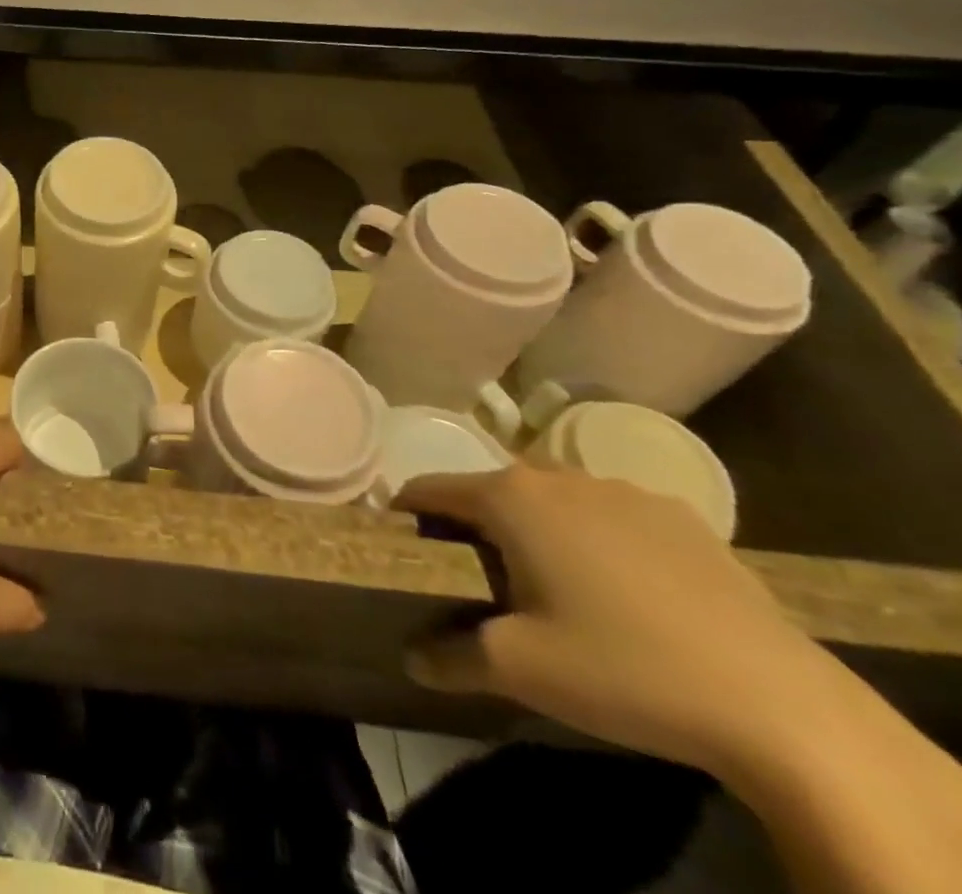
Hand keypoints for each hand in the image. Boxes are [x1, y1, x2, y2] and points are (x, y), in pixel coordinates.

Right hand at [396, 464, 839, 776]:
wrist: (782, 709)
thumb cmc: (623, 670)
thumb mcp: (518, 670)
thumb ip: (449, 655)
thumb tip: (411, 658)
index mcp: (509, 497)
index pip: (427, 489)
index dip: (405, 519)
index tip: (403, 553)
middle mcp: (558, 476)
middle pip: (489, 491)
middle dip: (473, 528)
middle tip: (478, 582)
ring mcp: (624, 491)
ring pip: (552, 500)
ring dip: (536, 530)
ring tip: (553, 589)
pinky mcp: (683, 518)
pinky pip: (611, 516)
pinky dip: (597, 539)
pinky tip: (625, 594)